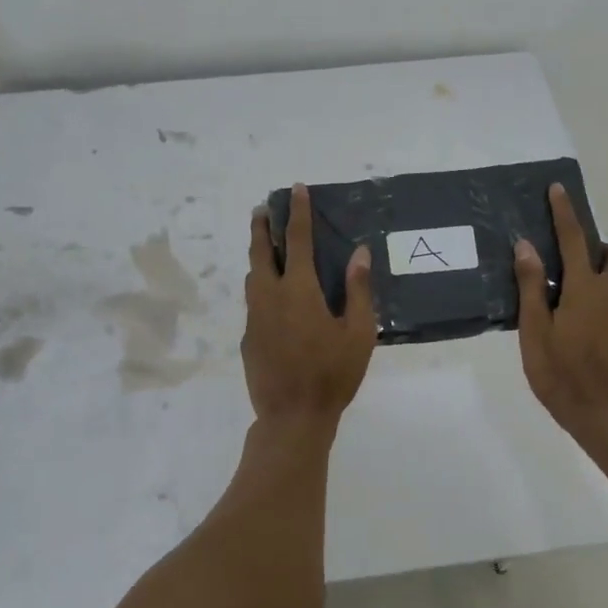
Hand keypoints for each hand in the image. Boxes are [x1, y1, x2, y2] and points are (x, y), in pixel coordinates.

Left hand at [241, 183, 377, 429]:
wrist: (292, 418)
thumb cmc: (332, 374)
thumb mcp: (359, 333)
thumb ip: (358, 290)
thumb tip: (359, 253)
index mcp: (299, 290)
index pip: (297, 240)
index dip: (298, 212)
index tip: (297, 190)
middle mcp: (270, 296)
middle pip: (261, 251)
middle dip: (262, 226)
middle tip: (263, 209)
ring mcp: (255, 318)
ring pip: (252, 277)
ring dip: (258, 256)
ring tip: (267, 248)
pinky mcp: (248, 338)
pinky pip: (254, 303)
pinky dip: (261, 289)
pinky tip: (274, 301)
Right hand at [514, 183, 607, 431]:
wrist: (604, 416)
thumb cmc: (559, 374)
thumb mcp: (535, 331)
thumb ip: (532, 286)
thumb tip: (526, 245)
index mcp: (585, 289)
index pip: (573, 239)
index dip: (564, 212)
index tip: (558, 189)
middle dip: (596, 248)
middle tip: (571, 264)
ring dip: (604, 272)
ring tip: (577, 296)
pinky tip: (589, 324)